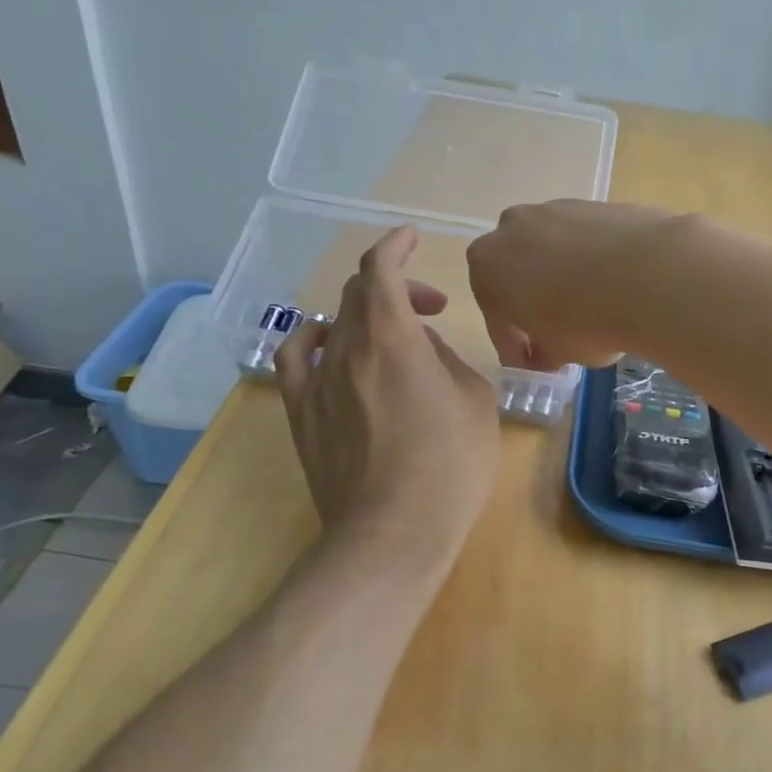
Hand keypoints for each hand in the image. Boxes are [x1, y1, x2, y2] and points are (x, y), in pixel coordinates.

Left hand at [276, 226, 499, 574]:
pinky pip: (295, 357)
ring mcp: (316, 381)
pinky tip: (329, 348)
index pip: (381, 270)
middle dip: (396, 286)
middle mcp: (347, 348)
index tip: (412, 237)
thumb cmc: (449, 467)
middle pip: (358, 294)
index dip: (395, 245)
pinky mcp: (300, 413)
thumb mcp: (475, 402)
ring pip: (332, 322)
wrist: (392, 534)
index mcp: (393, 338)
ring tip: (388, 333)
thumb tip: (422, 349)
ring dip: (362, 313)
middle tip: (431, 308)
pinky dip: (313, 339)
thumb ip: (447, 360)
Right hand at [466, 200, 682, 369]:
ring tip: (590, 306)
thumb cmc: (586, 322)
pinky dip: (589, 260)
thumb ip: (543, 352)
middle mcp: (509, 230)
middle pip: (517, 275)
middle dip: (532, 303)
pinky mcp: (591, 204)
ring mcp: (552, 210)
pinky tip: (612, 283)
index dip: (515, 349)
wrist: (649, 274)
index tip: (533, 367)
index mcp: (487, 270)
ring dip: (560, 277)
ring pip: (549, 252)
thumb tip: (547, 353)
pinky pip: (581, 240)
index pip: (497, 320)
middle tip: (556, 333)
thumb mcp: (558, 353)